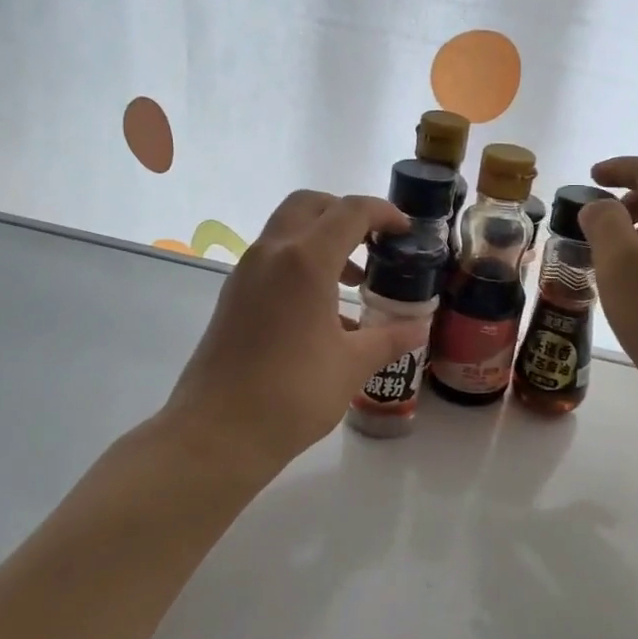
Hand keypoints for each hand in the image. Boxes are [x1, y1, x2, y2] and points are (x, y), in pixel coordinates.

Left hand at [161, 189, 431, 471]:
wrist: (218, 432)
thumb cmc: (293, 394)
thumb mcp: (352, 366)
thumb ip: (389, 338)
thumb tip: (418, 327)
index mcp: (304, 261)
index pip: (349, 212)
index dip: (383, 213)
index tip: (405, 231)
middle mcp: (271, 254)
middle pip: (309, 206)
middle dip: (345, 213)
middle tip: (374, 242)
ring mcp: (245, 274)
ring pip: (286, 231)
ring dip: (321, 240)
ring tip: (353, 281)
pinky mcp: (233, 297)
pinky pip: (272, 261)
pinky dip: (301, 265)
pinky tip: (322, 311)